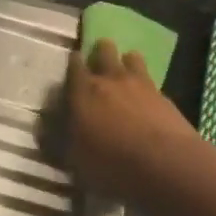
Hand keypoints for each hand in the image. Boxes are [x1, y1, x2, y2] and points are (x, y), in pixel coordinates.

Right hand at [65, 39, 206, 201]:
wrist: (164, 164)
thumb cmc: (110, 163)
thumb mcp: (74, 159)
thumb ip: (62, 139)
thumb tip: (50, 131)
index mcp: (83, 91)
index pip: (74, 65)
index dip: (73, 63)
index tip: (73, 65)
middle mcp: (110, 79)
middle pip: (104, 50)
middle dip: (100, 52)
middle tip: (98, 62)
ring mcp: (141, 84)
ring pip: (131, 57)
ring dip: (126, 62)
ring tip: (124, 74)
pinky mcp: (164, 96)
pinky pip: (151, 80)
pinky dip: (145, 84)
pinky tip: (145, 97)